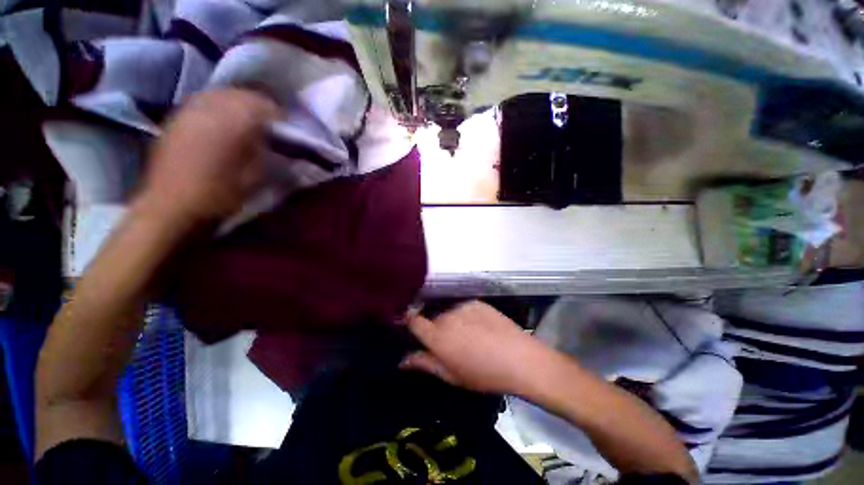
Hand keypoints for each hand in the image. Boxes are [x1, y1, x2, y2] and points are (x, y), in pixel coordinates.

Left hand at [136, 89, 277, 230]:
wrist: (171, 206)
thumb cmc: (220, 194)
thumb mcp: (257, 175)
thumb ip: (267, 151)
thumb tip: (274, 139)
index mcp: (234, 121)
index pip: (265, 105)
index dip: (280, 115)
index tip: (289, 127)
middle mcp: (210, 106)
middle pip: (242, 94)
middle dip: (260, 105)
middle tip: (271, 122)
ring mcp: (190, 109)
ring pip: (221, 94)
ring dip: (239, 103)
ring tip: (249, 120)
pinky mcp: (177, 117)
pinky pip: (204, 101)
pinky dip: (219, 106)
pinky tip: (224, 121)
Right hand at [401, 301, 553, 394]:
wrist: (519, 358)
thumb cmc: (483, 374)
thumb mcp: (451, 375)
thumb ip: (425, 363)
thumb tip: (403, 359)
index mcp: (437, 336)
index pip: (413, 320)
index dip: (408, 321)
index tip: (409, 325)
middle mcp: (446, 316)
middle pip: (433, 318)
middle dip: (436, 329)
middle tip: (450, 344)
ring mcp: (462, 306)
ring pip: (449, 313)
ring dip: (452, 322)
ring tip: (469, 336)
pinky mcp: (476, 301)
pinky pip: (464, 308)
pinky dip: (466, 316)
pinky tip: (481, 328)